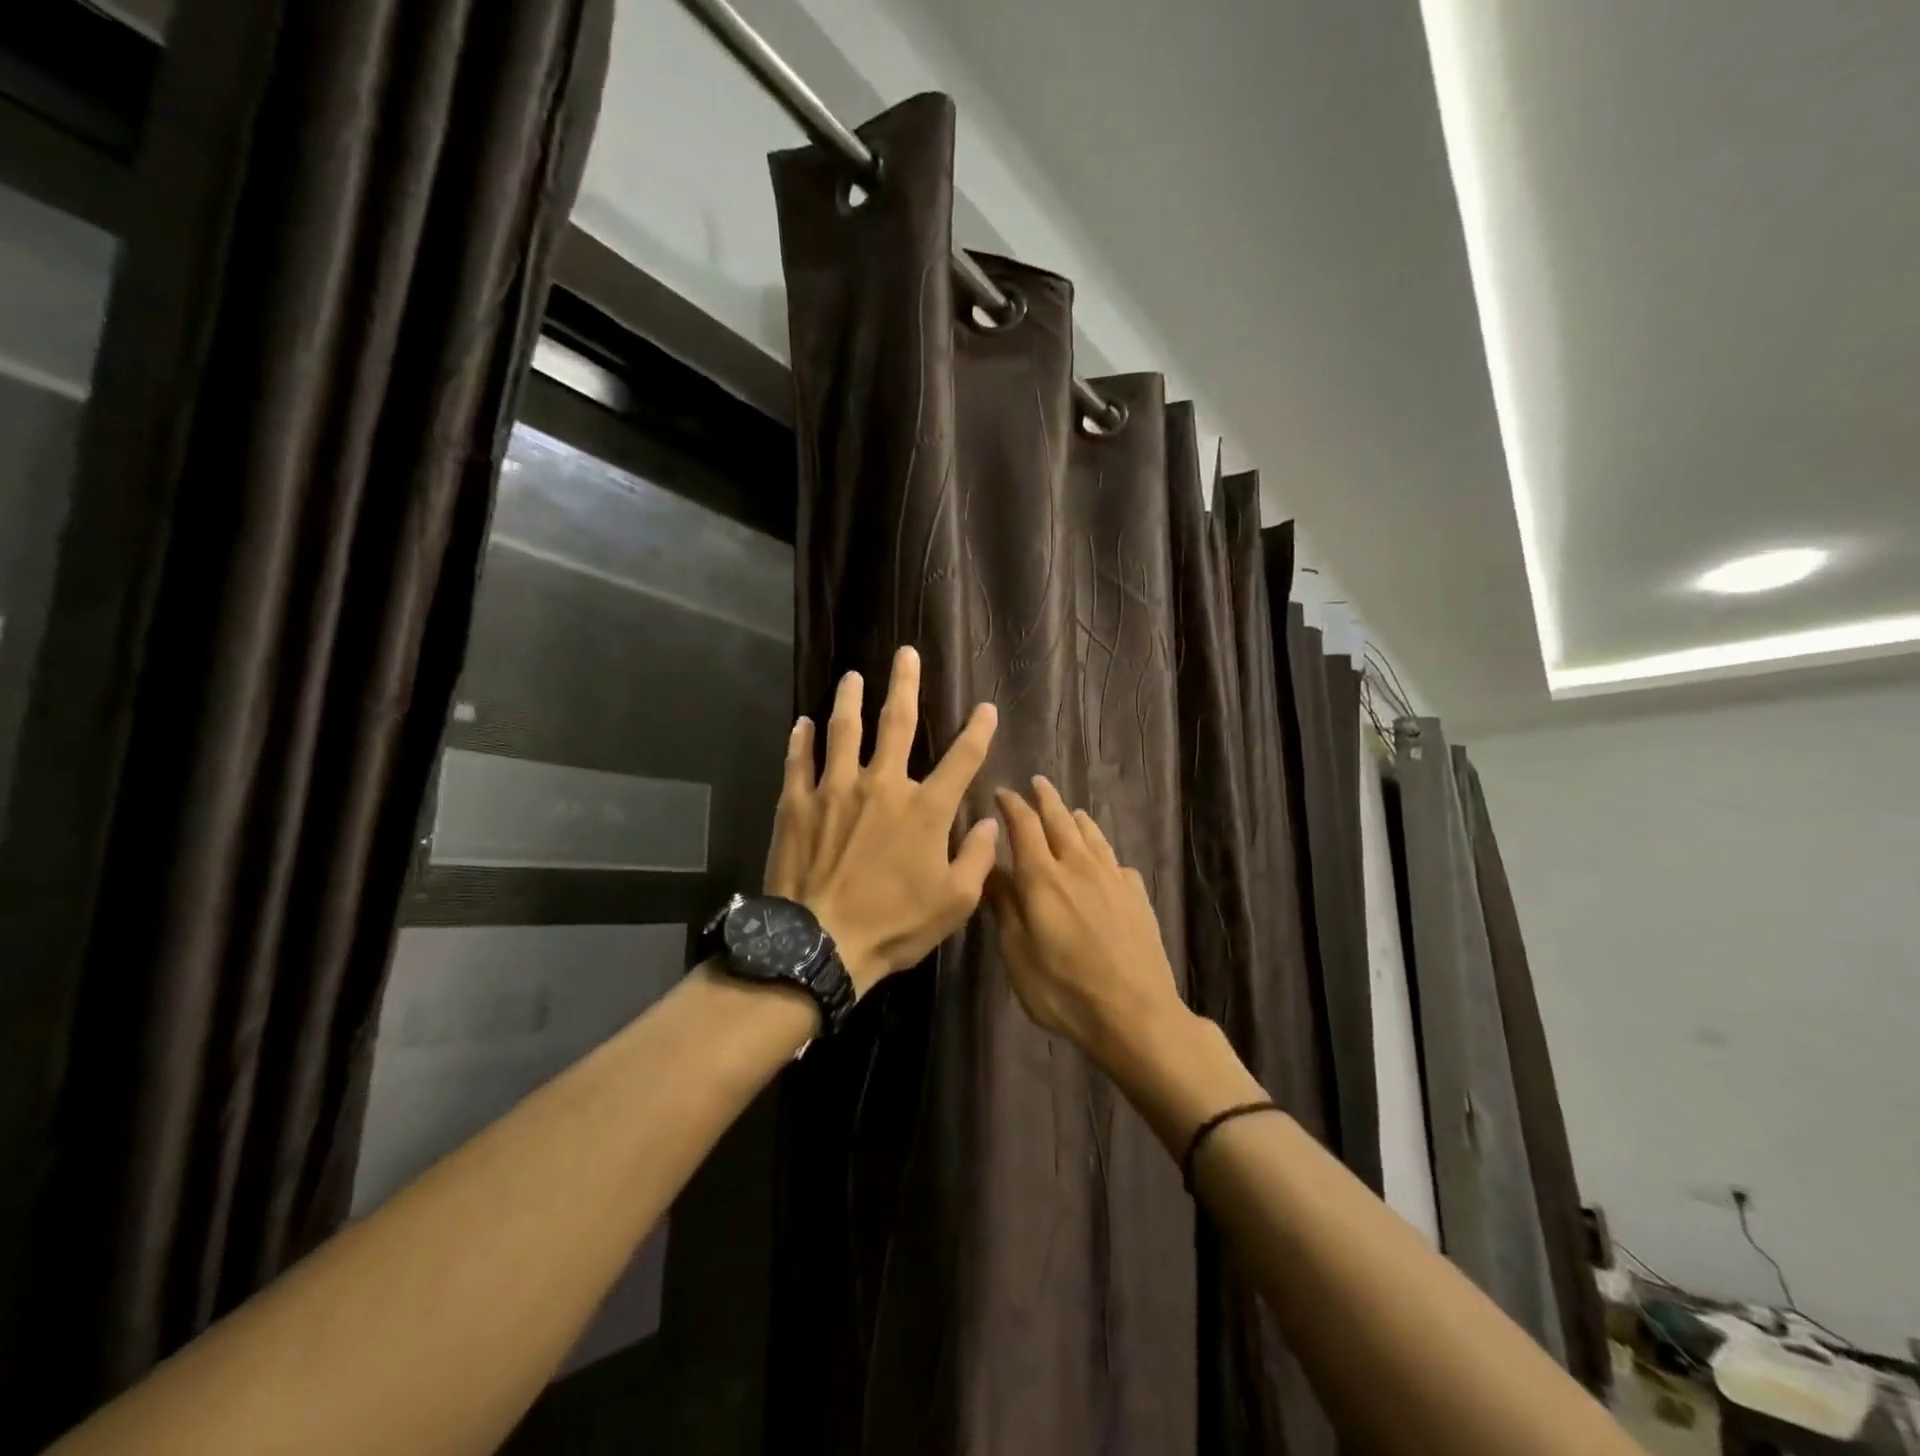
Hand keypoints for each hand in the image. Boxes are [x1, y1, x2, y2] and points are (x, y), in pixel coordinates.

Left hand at [763, 646, 999, 996]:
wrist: (820, 943)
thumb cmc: (893, 925)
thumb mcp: (954, 902)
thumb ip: (978, 858)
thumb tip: (991, 822)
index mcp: (925, 809)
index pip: (962, 758)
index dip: (978, 730)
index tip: (985, 708)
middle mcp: (882, 785)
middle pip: (898, 723)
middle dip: (906, 684)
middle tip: (905, 653)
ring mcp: (835, 789)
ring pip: (844, 731)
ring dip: (850, 700)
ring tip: (852, 676)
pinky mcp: (797, 803)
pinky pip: (799, 761)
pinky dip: (800, 740)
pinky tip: (801, 723)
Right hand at [987, 777, 1192, 1066]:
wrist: (1136, 1013)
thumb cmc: (1064, 989)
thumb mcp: (1017, 953)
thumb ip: (1004, 906)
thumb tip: (990, 868)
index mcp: (1043, 877)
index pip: (1024, 825)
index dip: (1012, 805)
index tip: (1001, 791)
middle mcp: (1079, 866)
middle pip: (1061, 820)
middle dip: (1046, 798)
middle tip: (1037, 782)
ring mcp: (1113, 878)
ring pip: (1092, 835)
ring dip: (1076, 818)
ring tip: (1069, 812)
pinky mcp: (1137, 895)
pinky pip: (1116, 861)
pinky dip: (1102, 852)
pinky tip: (1103, 862)